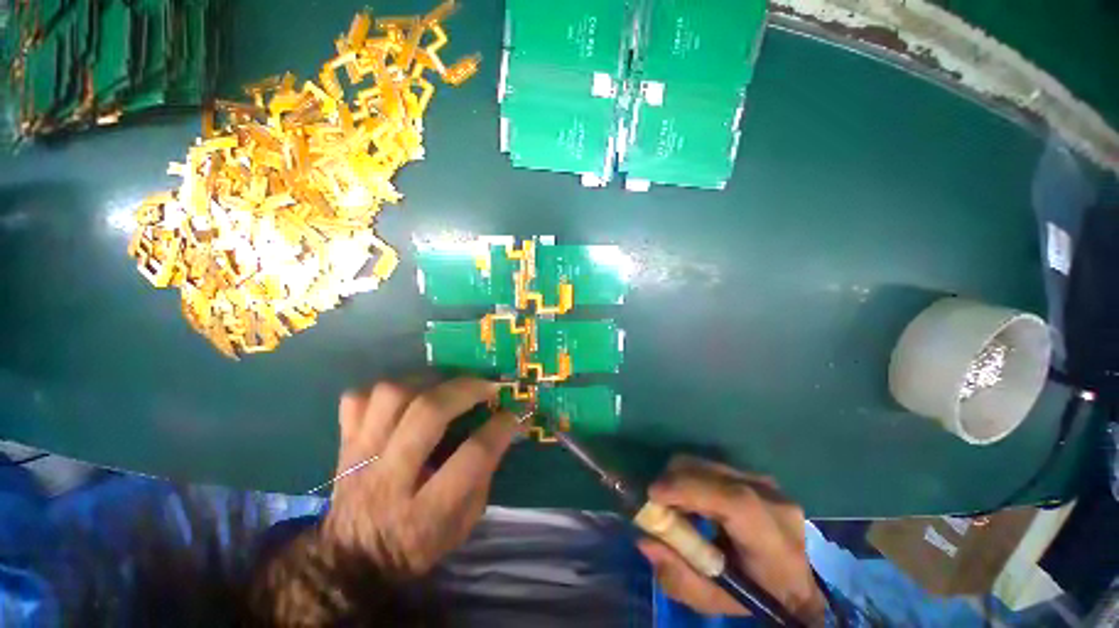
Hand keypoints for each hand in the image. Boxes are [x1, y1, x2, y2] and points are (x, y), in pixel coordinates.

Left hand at [322, 378, 518, 576]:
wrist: (351, 562)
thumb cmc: (418, 543)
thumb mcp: (465, 522)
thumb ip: (485, 473)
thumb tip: (504, 426)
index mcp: (427, 512)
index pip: (472, 456)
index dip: (501, 427)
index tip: (514, 413)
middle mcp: (390, 479)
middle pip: (428, 414)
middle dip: (467, 390)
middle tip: (487, 387)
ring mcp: (360, 457)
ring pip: (391, 396)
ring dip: (427, 382)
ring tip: (446, 386)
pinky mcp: (345, 444)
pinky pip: (358, 398)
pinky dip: (385, 390)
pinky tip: (406, 397)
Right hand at [637, 456, 826, 624]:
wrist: (796, 582)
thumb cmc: (757, 597)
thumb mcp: (716, 601)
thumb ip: (679, 577)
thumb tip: (646, 539)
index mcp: (775, 542)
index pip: (735, 503)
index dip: (690, 490)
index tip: (653, 494)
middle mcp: (773, 501)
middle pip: (712, 473)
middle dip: (674, 481)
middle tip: (655, 504)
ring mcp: (765, 482)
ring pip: (707, 464)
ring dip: (680, 478)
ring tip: (673, 505)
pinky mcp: (754, 474)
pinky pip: (711, 466)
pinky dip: (691, 477)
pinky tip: (690, 500)